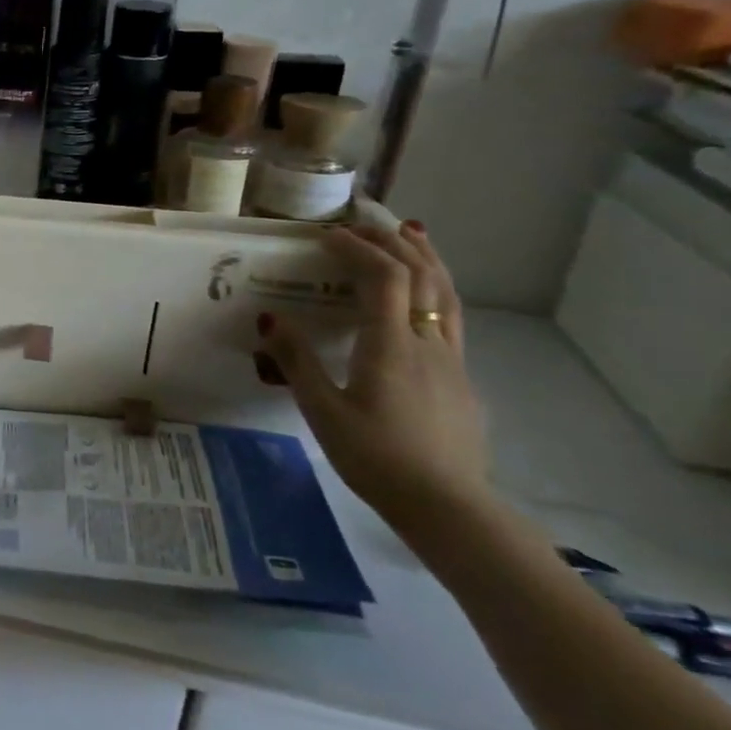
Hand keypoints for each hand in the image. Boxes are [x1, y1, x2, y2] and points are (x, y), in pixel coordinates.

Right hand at [257, 223, 491, 531]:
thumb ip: (297, 362)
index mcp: (392, 346)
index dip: (358, 248)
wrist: (448, 506)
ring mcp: (453, 361)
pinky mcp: (461, 380)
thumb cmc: (376, 457)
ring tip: (412, 236)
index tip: (328, 235)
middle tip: (368, 222)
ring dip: (427, 259)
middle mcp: (429, 343)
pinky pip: (452, 319)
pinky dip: (436, 291)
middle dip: (396, 242)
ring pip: (448, 295)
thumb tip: (269, 318)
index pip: (384, 277)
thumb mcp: (322, 411)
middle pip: (424, 276)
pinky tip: (423, 299)